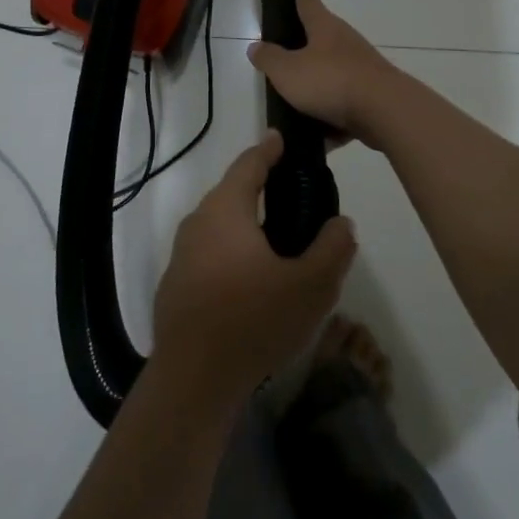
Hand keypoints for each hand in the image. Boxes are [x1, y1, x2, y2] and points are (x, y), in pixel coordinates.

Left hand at [152, 132, 357, 409]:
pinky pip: (209, 253)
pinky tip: (251, 279)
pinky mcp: (177, 284)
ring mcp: (181, 254)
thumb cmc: (253, 321)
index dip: (268, 149)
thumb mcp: (310, 287)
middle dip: (259, 187)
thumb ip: (333, 249)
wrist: (193, 380)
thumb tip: (341, 223)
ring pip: (220, 225)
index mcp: (225, 210)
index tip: (281, 138)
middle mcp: (197, 222)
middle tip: (293, 194)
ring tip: (278, 239)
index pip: (249, 164)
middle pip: (232, 193)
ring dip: (246, 224)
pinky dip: (231, 252)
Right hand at [247, 0, 400, 149]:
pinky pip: (345, 105)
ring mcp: (363, 69)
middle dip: (306, 46)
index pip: (309, 3)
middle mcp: (346, 43)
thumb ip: (269, 59)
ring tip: (296, 106)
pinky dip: (332, 118)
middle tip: (286, 55)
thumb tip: (255, 47)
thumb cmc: (330, 81)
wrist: (385, 112)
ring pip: (334, 75)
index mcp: (325, 29)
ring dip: (318, 87)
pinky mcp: (373, 96)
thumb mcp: (287, 71)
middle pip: (322, 39)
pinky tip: (320, 138)